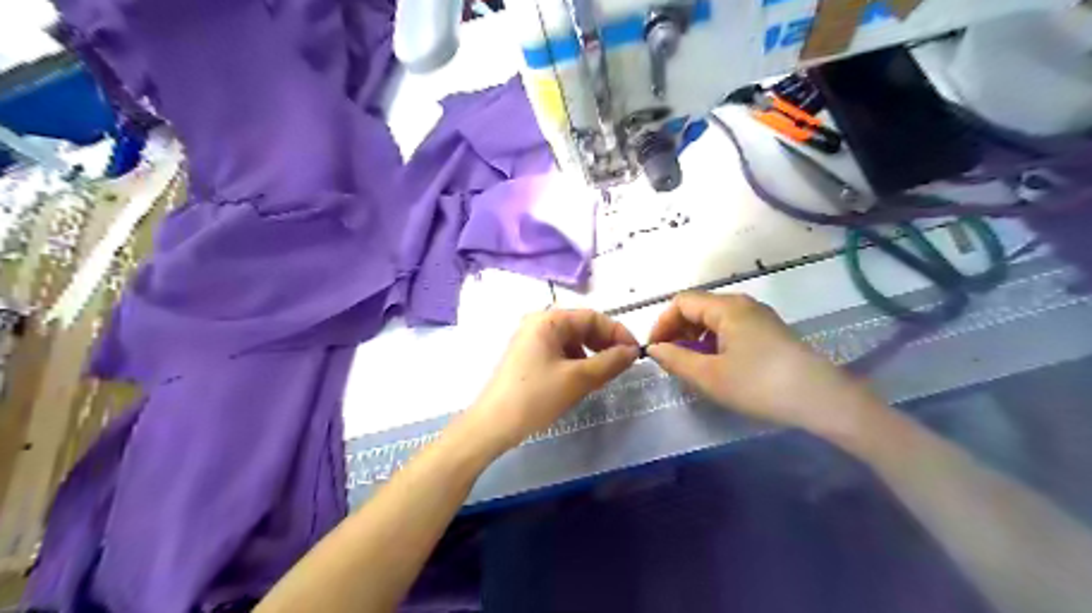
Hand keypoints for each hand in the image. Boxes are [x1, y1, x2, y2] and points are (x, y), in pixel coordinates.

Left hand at [459, 311, 641, 455]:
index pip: (592, 316)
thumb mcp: (578, 379)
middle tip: (622, 365)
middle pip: (581, 326)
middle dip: (605, 344)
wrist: (492, 426)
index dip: (617, 332)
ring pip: (572, 341)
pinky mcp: (527, 357)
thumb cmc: (535, 397)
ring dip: (592, 354)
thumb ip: (609, 362)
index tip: (635, 353)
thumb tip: (633, 351)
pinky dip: (576, 363)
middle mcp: (538, 323)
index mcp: (548, 320)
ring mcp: (530, 340)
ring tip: (603, 375)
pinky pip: (560, 353)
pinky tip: (581, 380)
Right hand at [647, 290, 876, 438]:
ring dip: (694, 338)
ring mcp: (759, 317)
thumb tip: (654, 349)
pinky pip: (731, 329)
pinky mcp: (770, 332)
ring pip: (714, 319)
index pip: (681, 302)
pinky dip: (714, 342)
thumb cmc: (760, 385)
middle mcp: (742, 304)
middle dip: (677, 330)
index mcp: (726, 307)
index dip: (661, 323)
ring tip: (689, 365)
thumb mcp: (709, 376)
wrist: (822, 399)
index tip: (653, 350)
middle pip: (698, 307)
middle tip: (669, 359)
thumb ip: (676, 360)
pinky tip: (716, 365)